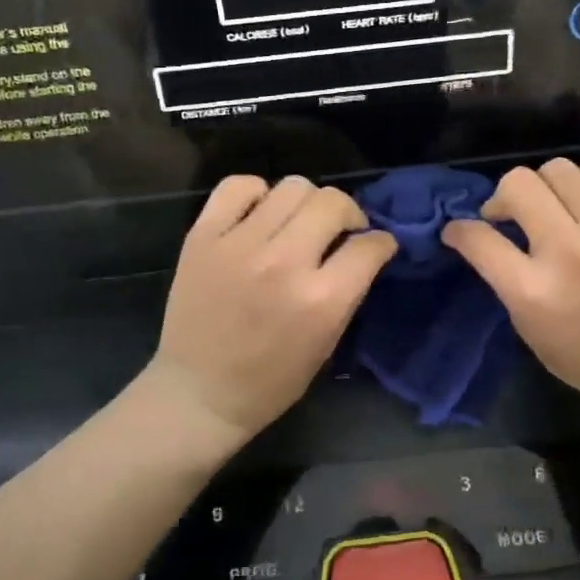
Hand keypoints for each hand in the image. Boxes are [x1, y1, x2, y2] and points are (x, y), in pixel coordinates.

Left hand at [152, 175, 397, 440]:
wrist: (199, 392)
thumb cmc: (270, 381)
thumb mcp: (325, 344)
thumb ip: (347, 293)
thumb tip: (362, 251)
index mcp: (320, 300)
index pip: (369, 245)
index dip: (381, 243)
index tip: (375, 246)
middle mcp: (283, 263)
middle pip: (332, 202)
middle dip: (348, 214)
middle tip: (339, 231)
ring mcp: (239, 245)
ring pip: (291, 187)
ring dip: (306, 203)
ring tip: (298, 223)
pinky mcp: (203, 236)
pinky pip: (237, 187)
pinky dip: (256, 193)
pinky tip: (259, 215)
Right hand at [442, 158, 579, 421]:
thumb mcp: (528, 328)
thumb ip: (505, 279)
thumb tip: (485, 236)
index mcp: (533, 291)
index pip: (478, 238)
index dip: (459, 230)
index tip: (461, 231)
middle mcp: (569, 252)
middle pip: (518, 185)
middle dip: (503, 197)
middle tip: (512, 216)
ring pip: (559, 169)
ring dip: (545, 185)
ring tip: (555, 206)